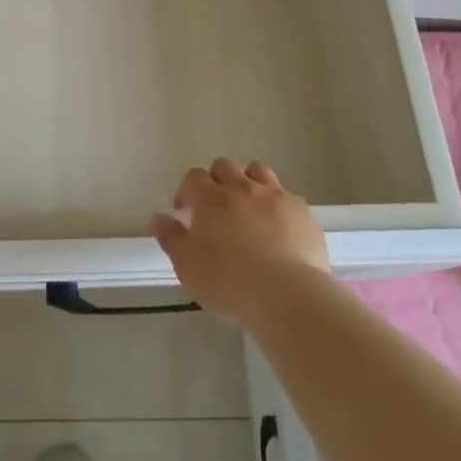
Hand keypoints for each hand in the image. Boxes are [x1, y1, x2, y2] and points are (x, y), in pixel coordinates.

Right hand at [153, 159, 330, 327]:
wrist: (287, 294)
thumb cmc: (229, 282)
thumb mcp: (187, 266)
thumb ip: (171, 238)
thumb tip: (159, 217)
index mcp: (211, 198)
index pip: (193, 177)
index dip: (186, 190)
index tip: (185, 211)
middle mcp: (242, 188)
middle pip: (224, 166)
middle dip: (216, 180)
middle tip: (215, 207)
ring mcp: (275, 196)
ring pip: (257, 171)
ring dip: (248, 182)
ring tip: (248, 207)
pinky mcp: (301, 210)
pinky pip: (286, 195)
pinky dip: (277, 204)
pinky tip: (278, 225)